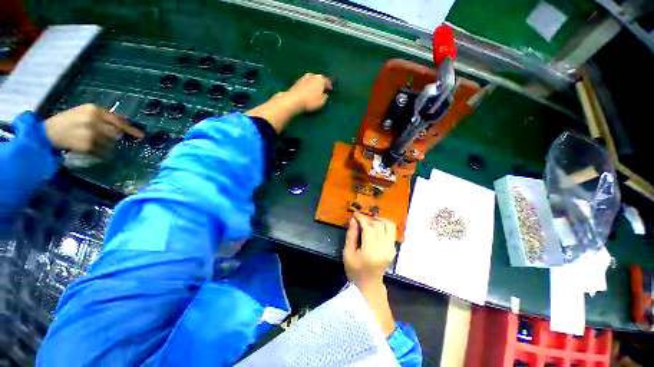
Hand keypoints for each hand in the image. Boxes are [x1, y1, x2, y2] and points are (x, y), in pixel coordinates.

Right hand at [44, 104, 143, 155]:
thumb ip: (103, 117)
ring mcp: (92, 134)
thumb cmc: (67, 121)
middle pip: (116, 133)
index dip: (131, 129)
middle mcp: (94, 121)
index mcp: (94, 110)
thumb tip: (123, 122)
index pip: (118, 121)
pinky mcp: (88, 146)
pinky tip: (96, 150)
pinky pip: (104, 152)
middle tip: (104, 138)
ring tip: (96, 143)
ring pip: (112, 143)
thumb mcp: (84, 113)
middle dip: (114, 137)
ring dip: (109, 145)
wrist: (48, 132)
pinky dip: (104, 153)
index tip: (141, 136)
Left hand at [285, 73, 331, 112]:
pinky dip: (309, 84)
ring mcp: (305, 77)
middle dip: (322, 83)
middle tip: (323, 88)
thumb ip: (325, 97)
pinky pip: (307, 81)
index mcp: (321, 80)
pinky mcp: (298, 81)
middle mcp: (314, 76)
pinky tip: (308, 88)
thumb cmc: (310, 101)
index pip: (328, 82)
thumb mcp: (321, 102)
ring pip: (313, 78)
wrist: (294, 99)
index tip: (330, 90)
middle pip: (320, 78)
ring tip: (316, 88)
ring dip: (315, 82)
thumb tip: (325, 94)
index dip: (329, 86)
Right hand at [343, 213, 396, 289]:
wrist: (369, 285)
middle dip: (369, 218)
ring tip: (369, 220)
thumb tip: (353, 219)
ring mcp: (391, 249)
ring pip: (389, 225)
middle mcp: (384, 249)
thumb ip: (351, 235)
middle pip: (379, 225)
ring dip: (379, 219)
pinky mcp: (394, 249)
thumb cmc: (355, 270)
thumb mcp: (348, 253)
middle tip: (360, 217)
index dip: (362, 218)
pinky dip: (384, 224)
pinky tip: (376, 226)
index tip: (355, 214)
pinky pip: (392, 231)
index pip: (369, 228)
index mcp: (371, 251)